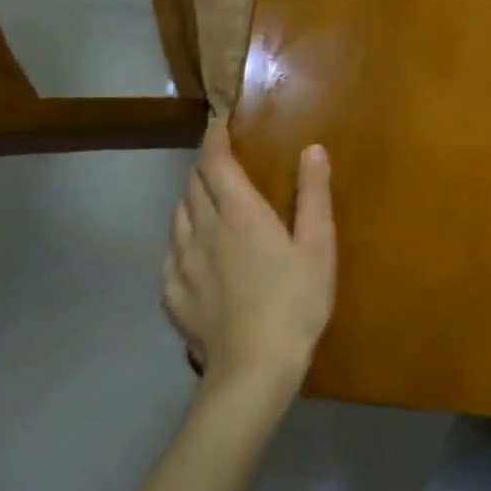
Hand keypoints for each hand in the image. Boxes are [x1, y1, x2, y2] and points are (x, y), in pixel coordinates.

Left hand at [164, 119, 335, 416]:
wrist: (253, 369)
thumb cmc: (296, 300)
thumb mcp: (319, 244)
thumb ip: (313, 194)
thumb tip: (312, 148)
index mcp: (239, 214)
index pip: (215, 163)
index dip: (214, 138)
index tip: (219, 120)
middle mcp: (202, 231)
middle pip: (192, 186)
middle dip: (205, 166)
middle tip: (224, 160)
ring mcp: (181, 265)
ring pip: (177, 216)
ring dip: (191, 198)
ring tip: (210, 199)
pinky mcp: (173, 295)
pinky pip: (171, 251)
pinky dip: (183, 235)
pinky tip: (197, 249)